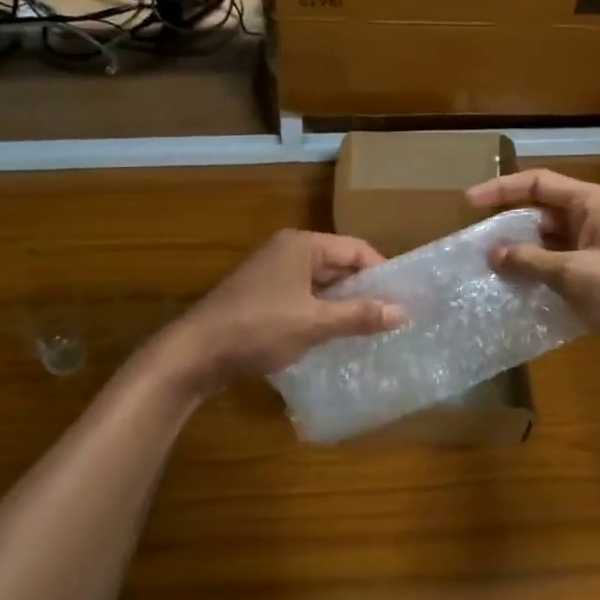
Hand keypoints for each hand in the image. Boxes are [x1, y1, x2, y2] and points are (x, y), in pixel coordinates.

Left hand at [154, 230, 405, 396]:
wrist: (195, 353)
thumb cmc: (258, 329)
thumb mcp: (314, 323)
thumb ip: (358, 315)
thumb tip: (403, 311)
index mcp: (301, 245)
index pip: (355, 249)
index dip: (382, 272)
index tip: (404, 300)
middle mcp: (288, 252)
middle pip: (339, 265)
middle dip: (364, 291)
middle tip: (393, 318)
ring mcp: (272, 275)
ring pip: (321, 285)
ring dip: (343, 306)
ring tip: (371, 331)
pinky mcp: (263, 299)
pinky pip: (304, 300)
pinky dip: (322, 315)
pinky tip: (336, 338)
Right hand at [465, 170, 599, 377]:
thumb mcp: (575, 273)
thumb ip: (531, 260)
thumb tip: (493, 252)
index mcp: (594, 204)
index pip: (539, 183)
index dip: (501, 189)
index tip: (467, 204)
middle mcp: (595, 221)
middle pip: (542, 211)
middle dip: (508, 224)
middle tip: (473, 241)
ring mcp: (597, 252)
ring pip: (548, 242)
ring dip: (520, 253)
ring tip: (485, 267)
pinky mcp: (598, 280)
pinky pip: (558, 268)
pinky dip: (535, 275)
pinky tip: (512, 290)